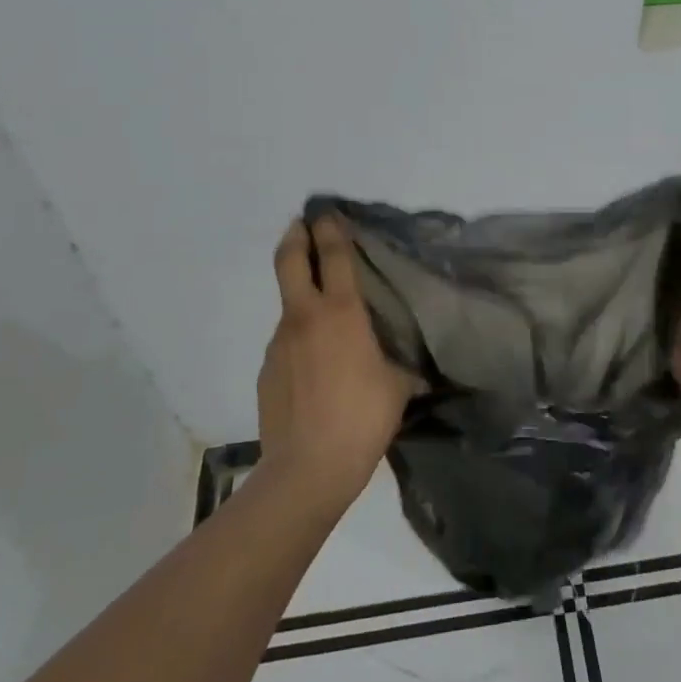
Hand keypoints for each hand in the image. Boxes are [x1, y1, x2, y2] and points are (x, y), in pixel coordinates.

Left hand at [258, 216, 417, 507]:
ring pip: (288, 305)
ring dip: (301, 297)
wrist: (306, 469)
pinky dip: (299, 339)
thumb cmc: (362, 418)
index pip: (333, 255)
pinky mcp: (266, 369)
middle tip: (301, 225)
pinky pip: (285, 342)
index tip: (327, 213)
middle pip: (289, 260)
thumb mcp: (397, 387)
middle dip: (295, 236)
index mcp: (341, 313)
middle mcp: (304, 317)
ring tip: (324, 317)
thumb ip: (402, 365)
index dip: (331, 229)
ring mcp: (279, 342)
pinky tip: (315, 365)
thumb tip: (414, 368)